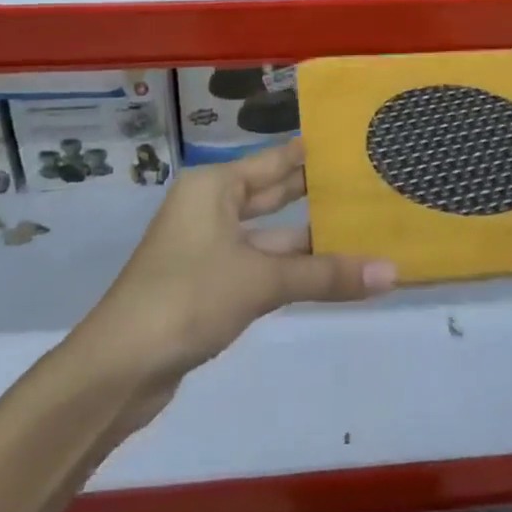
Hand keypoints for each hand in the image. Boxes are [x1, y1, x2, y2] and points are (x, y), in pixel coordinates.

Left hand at [80, 140, 396, 388]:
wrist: (118, 369)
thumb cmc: (187, 298)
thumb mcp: (261, 281)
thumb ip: (325, 275)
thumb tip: (392, 272)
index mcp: (215, 186)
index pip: (276, 159)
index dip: (313, 153)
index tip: (354, 143)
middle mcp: (210, 207)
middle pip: (272, 194)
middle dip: (315, 193)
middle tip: (366, 182)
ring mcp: (207, 247)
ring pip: (268, 235)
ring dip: (308, 240)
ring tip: (360, 229)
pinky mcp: (208, 285)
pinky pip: (259, 265)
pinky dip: (290, 269)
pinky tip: (326, 272)